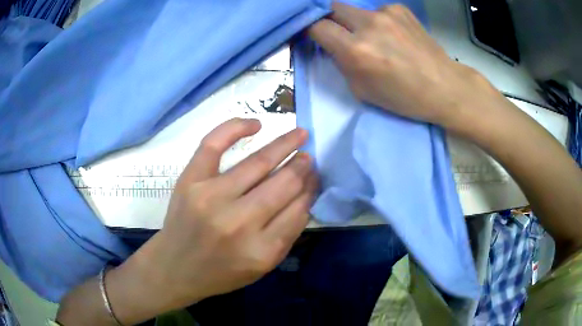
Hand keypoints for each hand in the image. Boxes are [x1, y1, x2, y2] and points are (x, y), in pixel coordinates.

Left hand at [106, 118, 316, 323]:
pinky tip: (256, 124)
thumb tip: (305, 192)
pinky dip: (236, 127)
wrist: (175, 268)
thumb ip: (287, 234)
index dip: (311, 188)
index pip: (298, 209)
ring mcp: (211, 197)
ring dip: (284, 144)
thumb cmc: (220, 272)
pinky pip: (214, 144)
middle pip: (283, 183)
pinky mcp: (190, 181)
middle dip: (302, 166)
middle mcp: (238, 222)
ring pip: (258, 162)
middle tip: (309, 156)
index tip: (315, 176)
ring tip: (299, 134)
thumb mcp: (262, 267)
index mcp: (261, 250)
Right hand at [308, 3, 499, 126]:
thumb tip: (333, 45)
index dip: (310, 30)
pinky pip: (377, 10)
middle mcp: (368, 24)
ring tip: (375, 38)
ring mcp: (386, 12)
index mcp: (357, 50)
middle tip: (341, 34)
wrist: (444, 86)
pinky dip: (378, 21)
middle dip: (331, 20)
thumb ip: (342, 63)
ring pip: (355, 9)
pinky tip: (392, 34)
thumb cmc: (404, 96)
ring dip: (356, 22)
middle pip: (332, 7)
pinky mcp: (400, 8)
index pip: (316, 26)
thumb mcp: (362, 90)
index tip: (314, 36)